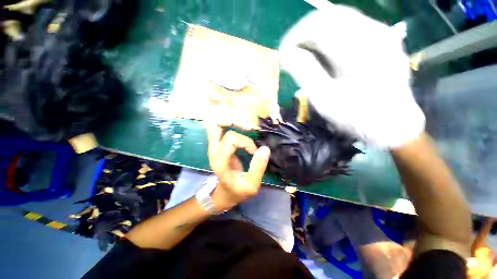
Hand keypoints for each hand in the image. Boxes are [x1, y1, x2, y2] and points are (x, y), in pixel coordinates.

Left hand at [206, 123, 270, 211]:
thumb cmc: (237, 191)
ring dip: (232, 120)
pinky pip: (220, 128)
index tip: (255, 151)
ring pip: (216, 124)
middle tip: (249, 126)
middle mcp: (213, 151)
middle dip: (234, 120)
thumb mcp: (251, 185)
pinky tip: (242, 127)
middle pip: (215, 125)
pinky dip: (230, 123)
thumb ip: (258, 167)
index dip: (246, 142)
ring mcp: (214, 147)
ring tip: (247, 125)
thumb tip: (265, 148)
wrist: (224, 194)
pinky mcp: (218, 145)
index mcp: (220, 161)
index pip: (231, 139)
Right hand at [279, 4, 424, 148]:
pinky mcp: (382, 40)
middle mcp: (373, 32)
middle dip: (304, 33)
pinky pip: (350, 27)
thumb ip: (305, 72)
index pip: (318, 25)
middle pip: (329, 16)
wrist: (393, 125)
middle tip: (291, 53)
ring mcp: (380, 34)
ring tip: (304, 54)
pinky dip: (330, 36)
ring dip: (316, 34)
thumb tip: (287, 54)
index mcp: (358, 49)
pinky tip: (323, 53)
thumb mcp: (325, 99)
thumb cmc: (357, 117)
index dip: (295, 36)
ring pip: (339, 19)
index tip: (283, 54)